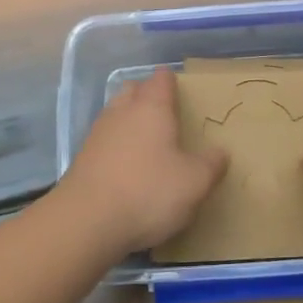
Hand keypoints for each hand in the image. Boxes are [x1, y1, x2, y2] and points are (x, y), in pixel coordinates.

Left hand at [52, 67, 226, 255]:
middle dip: (146, 94)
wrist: (86, 222)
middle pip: (132, 90)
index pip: (161, 80)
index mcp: (151, 109)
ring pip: (115, 114)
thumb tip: (220, 152)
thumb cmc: (148, 192)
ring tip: (147, 138)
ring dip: (129, 120)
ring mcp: (97, 135)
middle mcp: (122, 113)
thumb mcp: (194, 183)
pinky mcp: (82, 159)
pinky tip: (126, 165)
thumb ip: (211, 165)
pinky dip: (116, 146)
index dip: (171, 81)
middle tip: (165, 111)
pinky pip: (104, 141)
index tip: (181, 88)